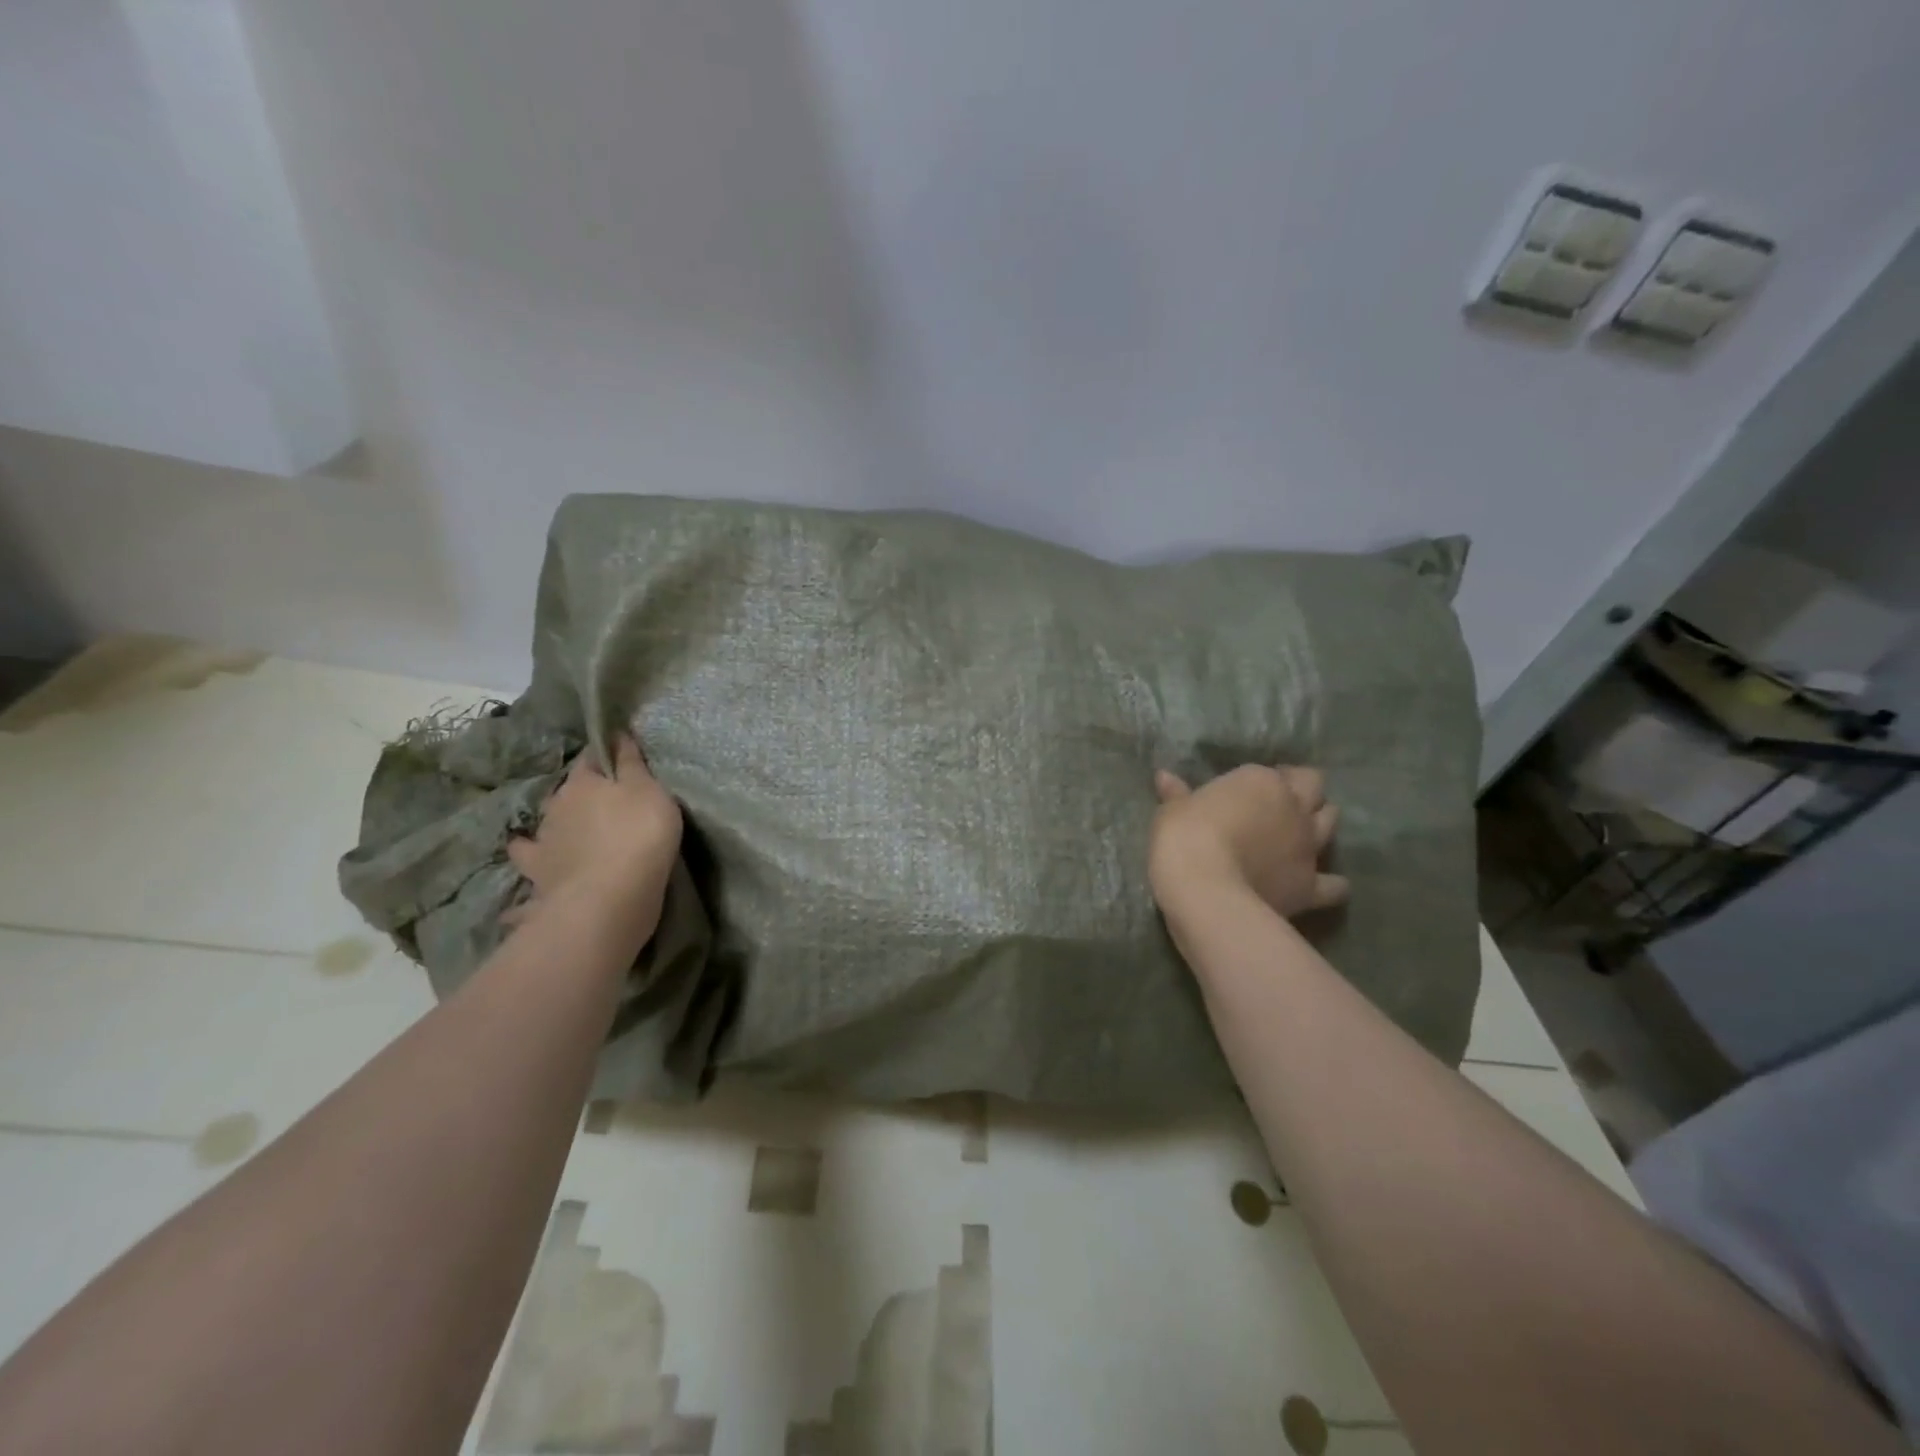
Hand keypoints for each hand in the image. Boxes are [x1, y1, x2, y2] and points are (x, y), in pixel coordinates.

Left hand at [505, 735, 682, 940]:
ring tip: (562, 838)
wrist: (609, 898)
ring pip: (543, 829)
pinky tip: (526, 879)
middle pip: (565, 794)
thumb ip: (632, 764)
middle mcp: (555, 808)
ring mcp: (542, 846)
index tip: (617, 756)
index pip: (590, 758)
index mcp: (582, 783)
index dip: (604, 755)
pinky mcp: (539, 879)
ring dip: (552, 831)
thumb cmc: (638, 834)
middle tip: (599, 804)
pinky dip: (530, 872)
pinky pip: (531, 871)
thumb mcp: (650, 790)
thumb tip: (617, 734)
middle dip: (578, 796)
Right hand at [1148, 764, 1349, 922]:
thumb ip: (1176, 794)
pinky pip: (1336, 884)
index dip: (1264, 779)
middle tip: (1282, 802)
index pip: (1272, 771)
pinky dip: (1333, 884)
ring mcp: (1308, 846)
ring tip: (1302, 833)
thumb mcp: (1171, 812)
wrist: (1207, 892)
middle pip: (1314, 786)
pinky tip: (1322, 884)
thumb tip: (1164, 776)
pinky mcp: (1312, 885)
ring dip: (1321, 823)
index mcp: (1260, 782)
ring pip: (1332, 822)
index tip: (1246, 790)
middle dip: (1304, 790)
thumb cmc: (1184, 839)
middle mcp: (1293, 807)